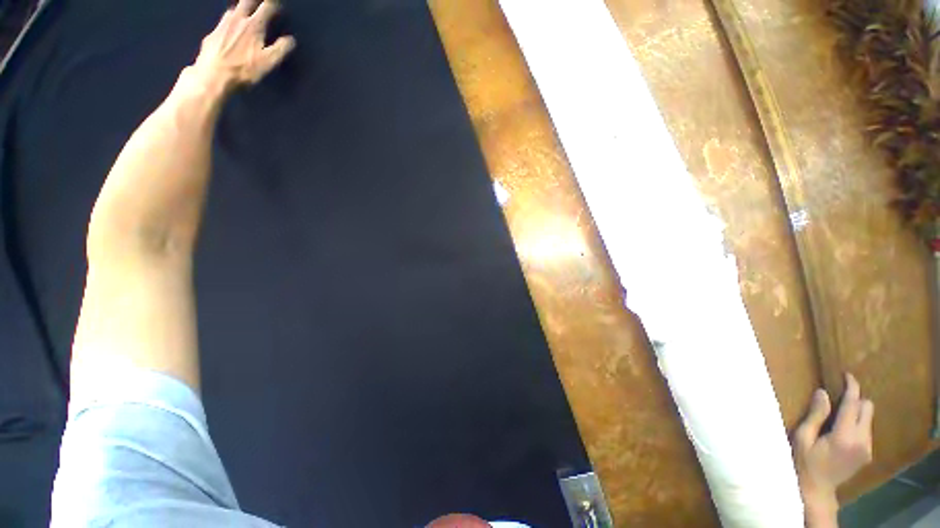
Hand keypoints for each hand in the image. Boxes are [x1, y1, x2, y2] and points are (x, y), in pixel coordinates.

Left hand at [191, 0, 295, 91]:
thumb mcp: (268, 62)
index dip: (273, 4)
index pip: (266, 7)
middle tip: (261, 3)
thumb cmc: (244, 69)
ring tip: (246, 11)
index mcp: (254, 25)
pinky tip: (231, 25)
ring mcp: (223, 24)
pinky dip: (230, 19)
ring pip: (234, 9)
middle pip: (247, 2)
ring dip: (242, 8)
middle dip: (255, 1)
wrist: (214, 74)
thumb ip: (281, 49)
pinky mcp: (213, 33)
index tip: (277, 5)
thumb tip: (290, 40)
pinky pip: (223, 20)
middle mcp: (238, 19)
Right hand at [793, 373, 873, 523]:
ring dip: (856, 412)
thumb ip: (816, 415)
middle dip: (855, 399)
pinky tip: (843, 429)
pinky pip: (866, 429)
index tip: (847, 375)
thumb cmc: (805, 461)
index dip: (851, 387)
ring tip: (839, 415)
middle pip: (867, 409)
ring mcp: (867, 448)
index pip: (853, 404)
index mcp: (845, 435)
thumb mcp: (803, 437)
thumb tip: (823, 393)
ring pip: (868, 419)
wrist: (817, 490)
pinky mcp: (867, 453)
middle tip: (839, 397)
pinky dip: (857, 423)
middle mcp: (862, 440)